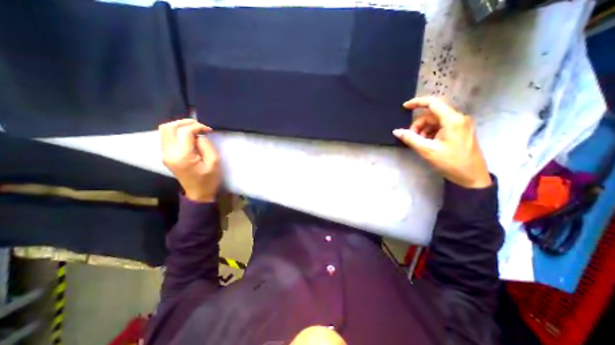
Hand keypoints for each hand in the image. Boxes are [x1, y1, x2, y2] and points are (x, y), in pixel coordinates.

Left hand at [159, 120, 222, 203]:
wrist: (199, 194)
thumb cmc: (209, 180)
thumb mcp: (214, 162)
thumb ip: (206, 145)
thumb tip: (199, 136)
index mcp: (182, 156)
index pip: (184, 132)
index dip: (197, 127)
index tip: (209, 130)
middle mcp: (168, 153)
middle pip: (168, 127)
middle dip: (185, 123)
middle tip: (200, 126)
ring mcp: (165, 154)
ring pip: (165, 130)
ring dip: (180, 126)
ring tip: (195, 129)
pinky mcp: (167, 155)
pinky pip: (167, 137)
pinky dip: (178, 132)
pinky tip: (190, 136)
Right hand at [397, 96, 493, 187]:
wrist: (471, 177)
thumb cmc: (450, 162)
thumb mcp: (427, 150)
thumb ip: (410, 138)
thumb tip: (396, 131)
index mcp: (452, 120)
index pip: (433, 103)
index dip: (417, 103)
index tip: (404, 107)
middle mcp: (458, 118)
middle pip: (432, 115)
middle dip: (419, 124)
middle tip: (412, 137)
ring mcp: (461, 125)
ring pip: (436, 121)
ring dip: (424, 130)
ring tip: (420, 143)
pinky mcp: (460, 131)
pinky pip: (441, 127)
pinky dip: (431, 133)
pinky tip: (428, 143)